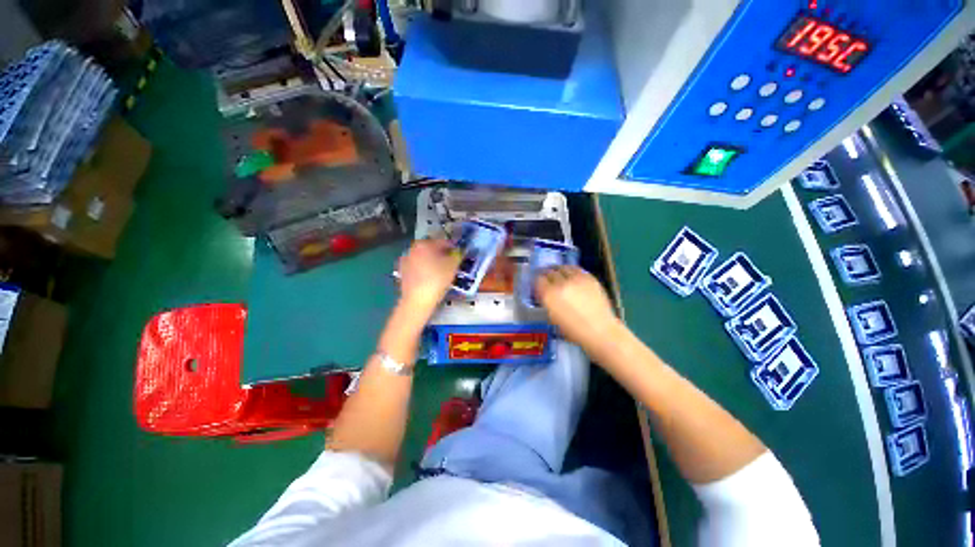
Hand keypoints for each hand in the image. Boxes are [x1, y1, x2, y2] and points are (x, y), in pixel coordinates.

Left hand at [397, 239, 461, 316]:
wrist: (417, 300)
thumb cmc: (437, 279)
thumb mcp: (453, 266)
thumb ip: (458, 255)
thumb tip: (460, 251)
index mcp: (424, 244)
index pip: (443, 242)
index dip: (453, 248)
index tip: (459, 255)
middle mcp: (412, 249)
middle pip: (431, 249)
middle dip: (442, 254)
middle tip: (452, 263)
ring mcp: (405, 261)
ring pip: (424, 258)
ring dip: (433, 262)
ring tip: (442, 272)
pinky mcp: (402, 273)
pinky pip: (417, 268)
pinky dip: (425, 270)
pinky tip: (431, 278)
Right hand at [536, 266, 623, 353]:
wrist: (600, 331)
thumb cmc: (573, 331)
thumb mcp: (553, 317)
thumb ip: (547, 302)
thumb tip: (545, 293)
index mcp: (549, 295)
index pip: (538, 280)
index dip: (537, 281)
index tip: (538, 284)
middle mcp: (561, 283)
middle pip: (549, 272)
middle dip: (546, 274)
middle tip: (547, 278)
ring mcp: (576, 279)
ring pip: (562, 267)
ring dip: (558, 270)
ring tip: (558, 274)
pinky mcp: (589, 277)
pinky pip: (576, 269)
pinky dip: (571, 271)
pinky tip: (571, 275)